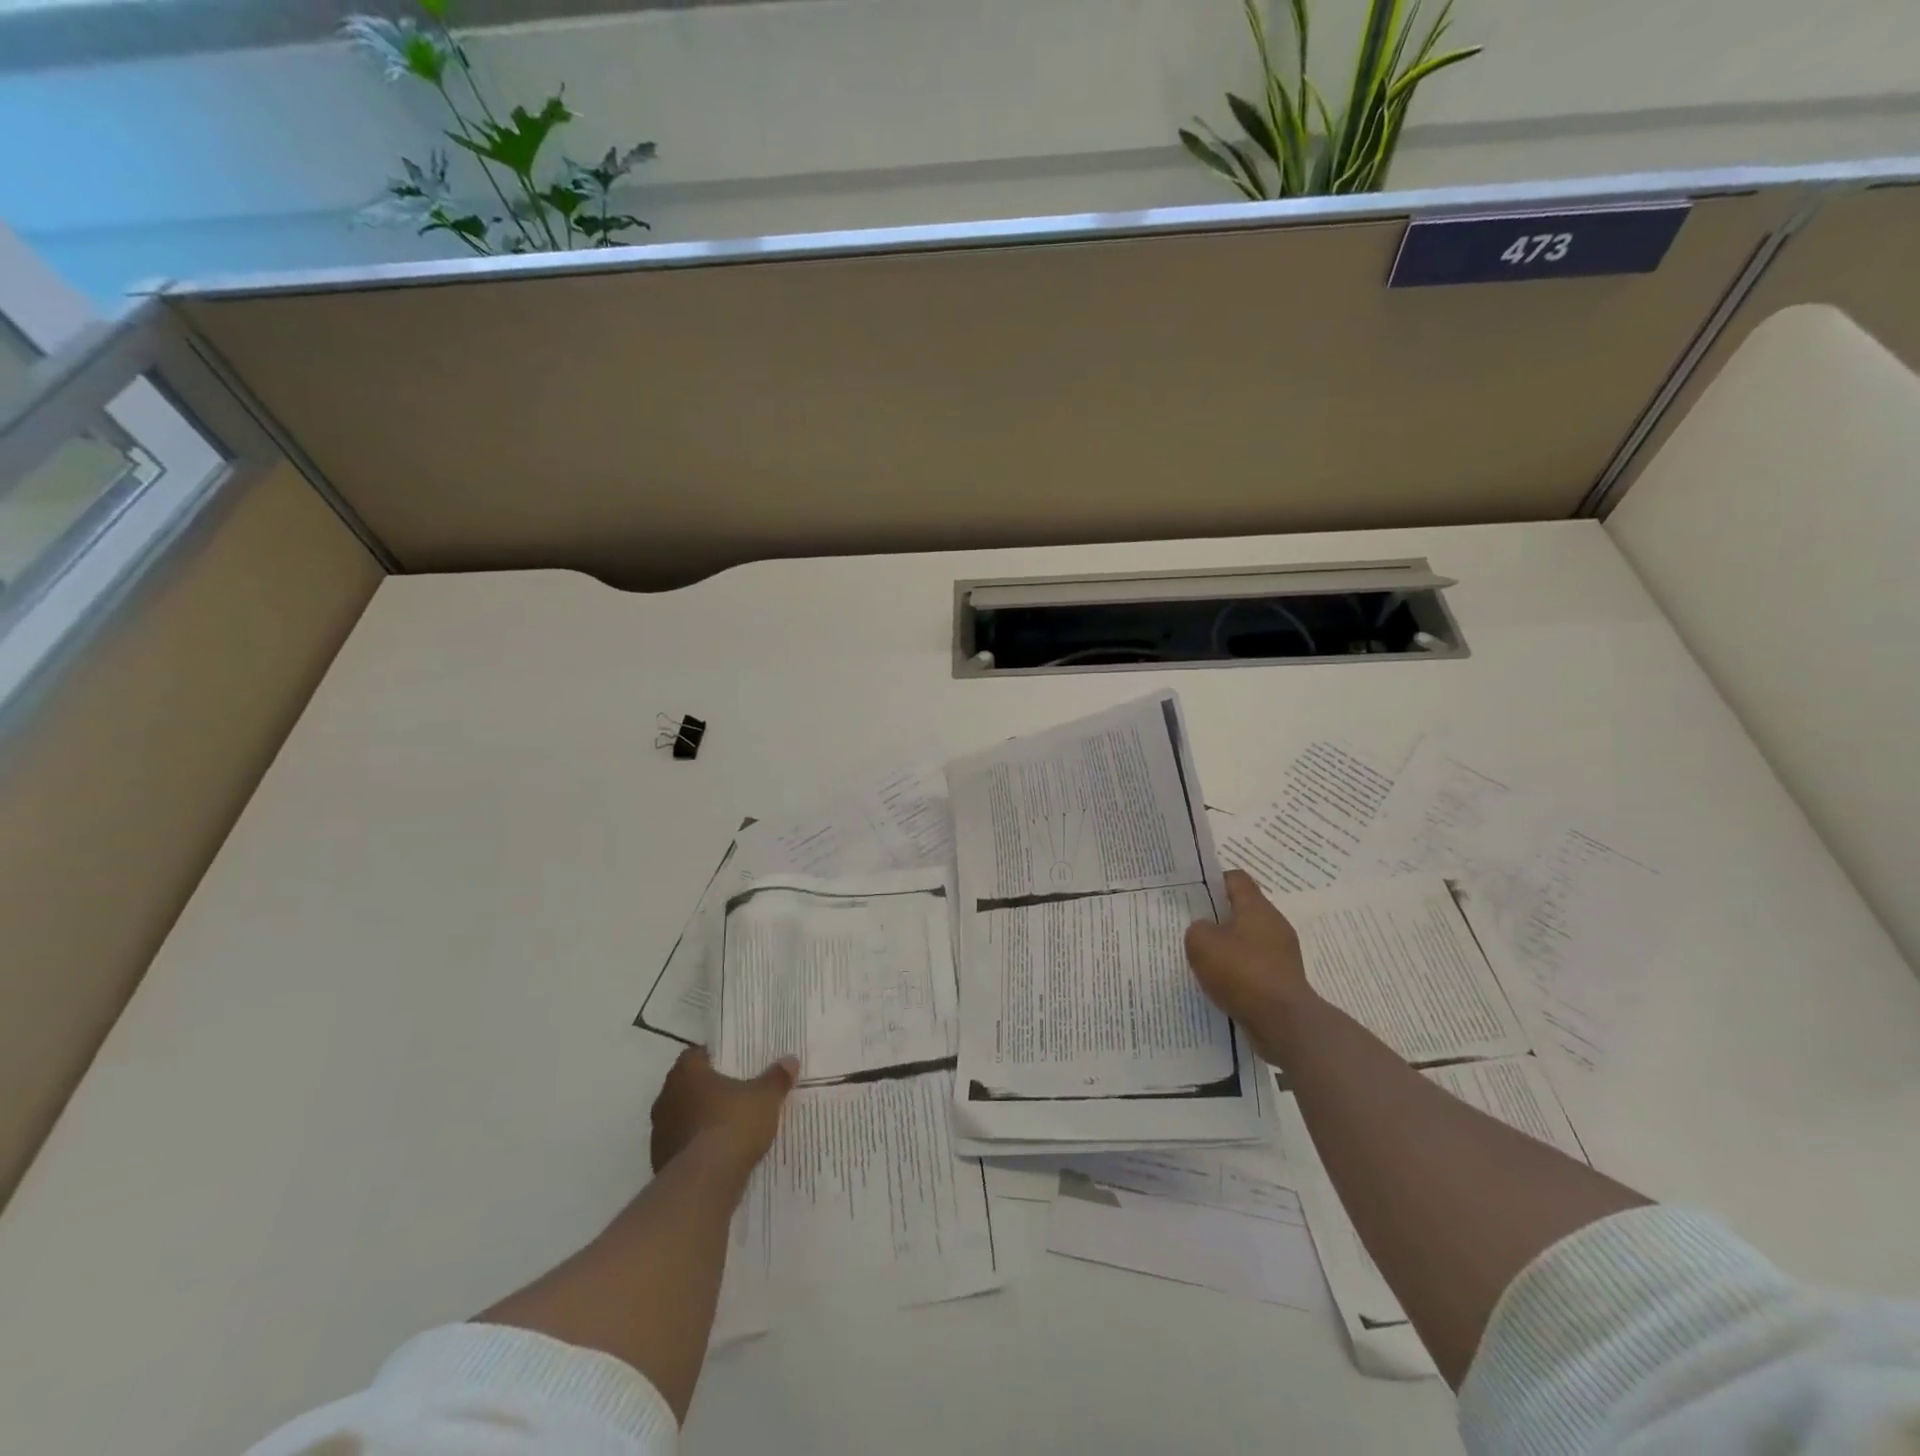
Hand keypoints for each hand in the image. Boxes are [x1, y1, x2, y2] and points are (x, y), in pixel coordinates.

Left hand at [649, 1047, 797, 1173]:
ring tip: (728, 1127)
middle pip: (688, 1087)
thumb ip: (776, 1078)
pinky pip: (682, 1147)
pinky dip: (696, 1148)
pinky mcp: (660, 1163)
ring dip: (700, 1121)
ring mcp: (659, 1133)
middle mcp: (666, 1098)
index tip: (733, 1065)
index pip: (695, 1055)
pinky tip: (718, 1155)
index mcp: (686, 1073)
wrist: (704, 1182)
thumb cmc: (732, 1124)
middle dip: (708, 1090)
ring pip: (682, 1118)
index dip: (714, 1058)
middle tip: (735, 1093)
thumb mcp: (765, 1098)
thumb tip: (790, 1060)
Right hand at [1185, 870, 1314, 1058]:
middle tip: (1194, 928)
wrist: (1284, 1022)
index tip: (1194, 895)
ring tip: (1204, 960)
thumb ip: (1197, 929)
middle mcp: (1274, 925)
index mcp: (1257, 907)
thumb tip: (1205, 930)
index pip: (1236, 879)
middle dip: (1218, 918)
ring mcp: (1282, 954)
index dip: (1214, 882)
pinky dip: (1239, 972)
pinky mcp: (1283, 980)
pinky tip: (1221, 984)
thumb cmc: (1242, 972)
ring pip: (1248, 940)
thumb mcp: (1201, 943)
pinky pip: (1255, 966)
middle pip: (1243, 910)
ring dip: (1228, 947)